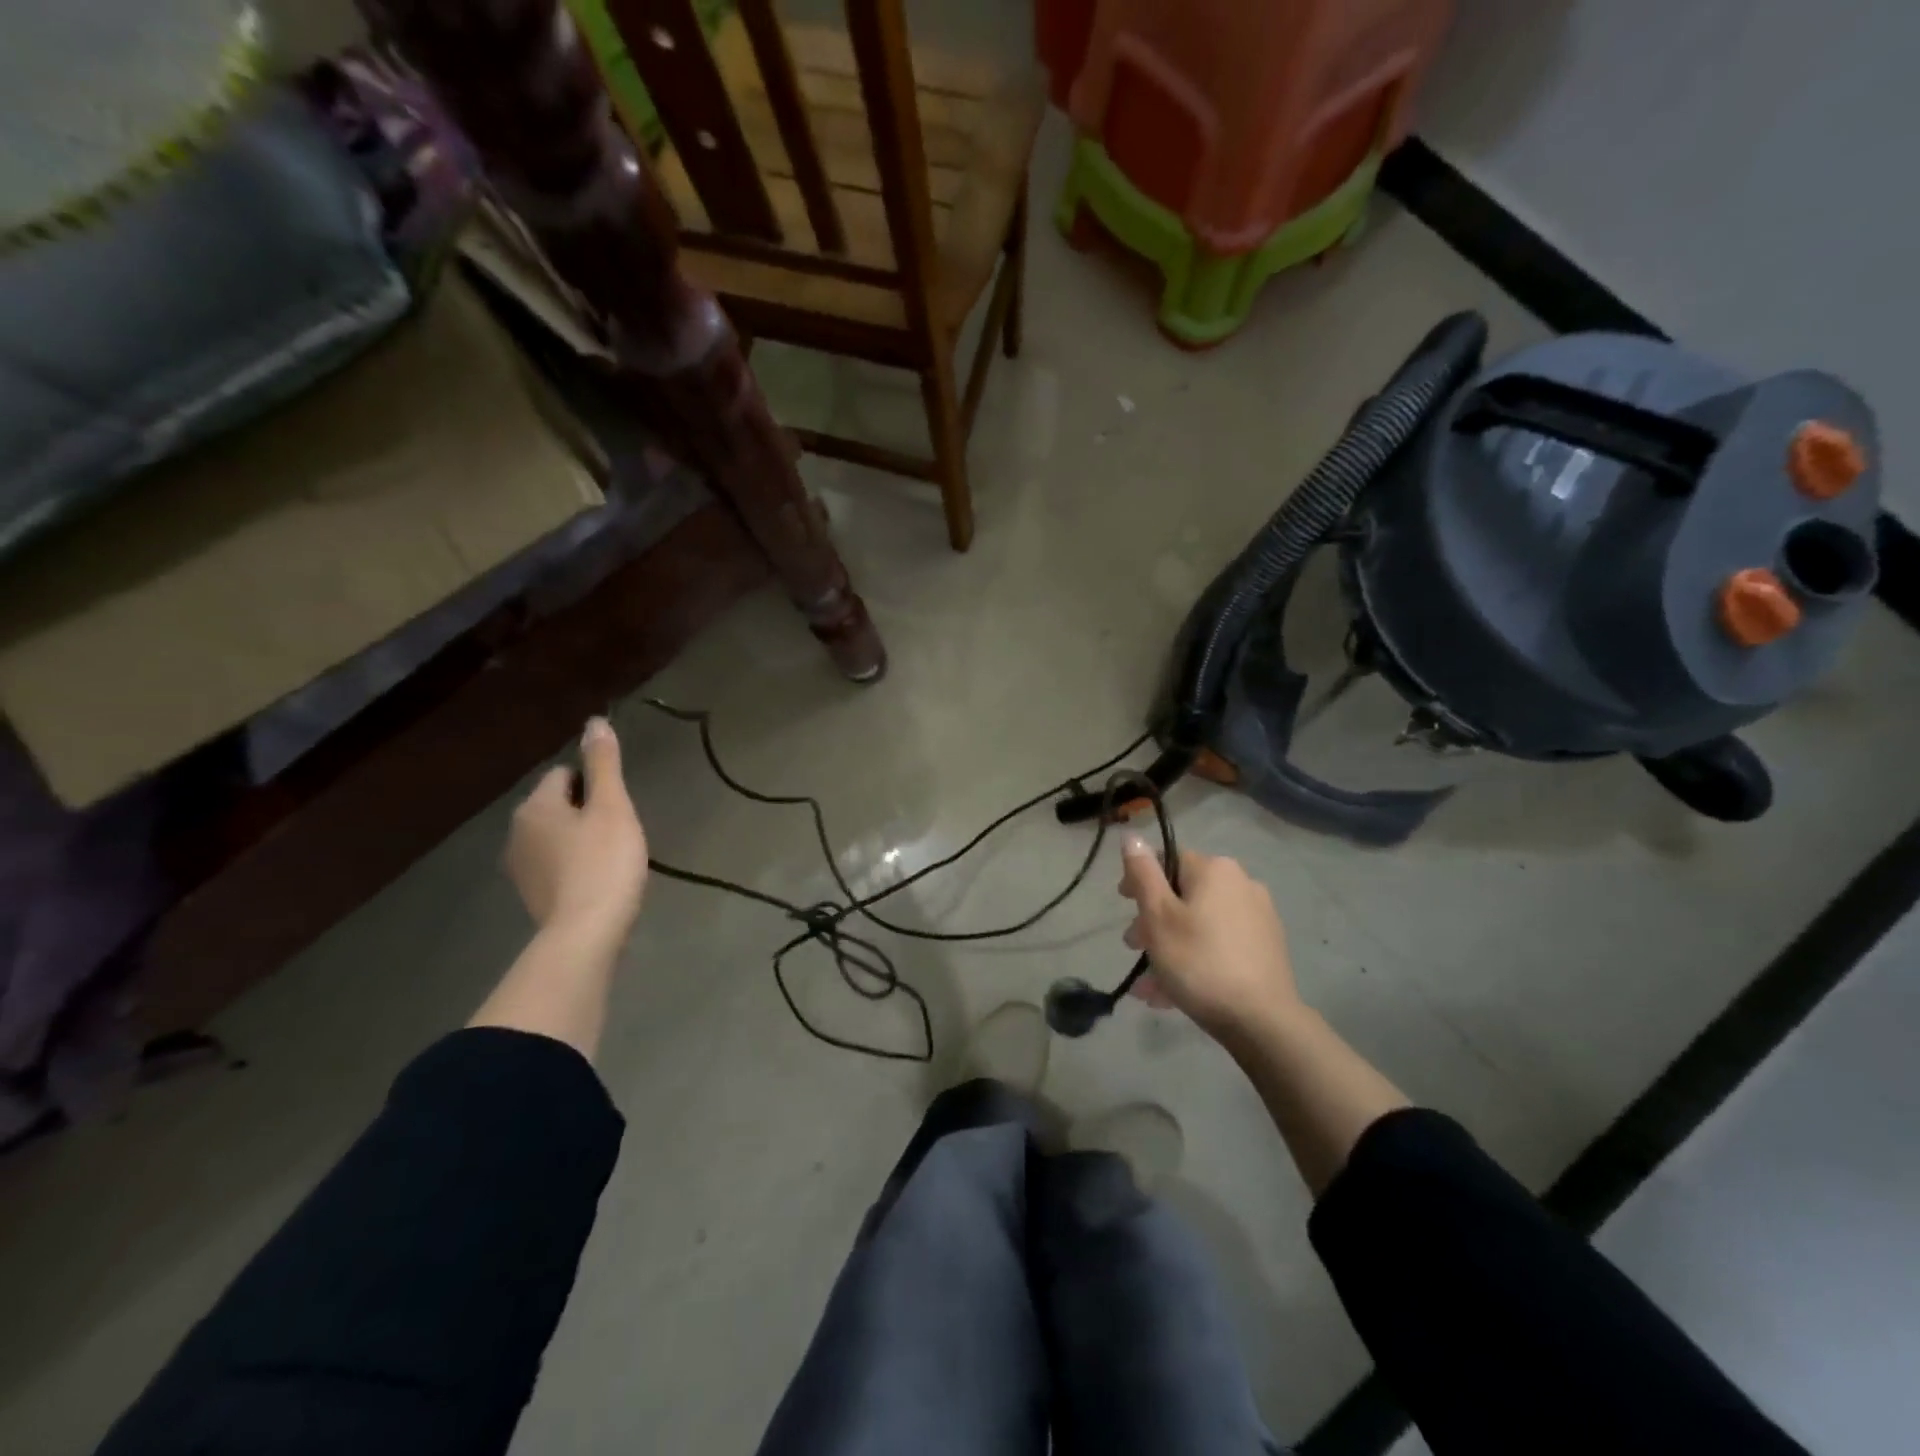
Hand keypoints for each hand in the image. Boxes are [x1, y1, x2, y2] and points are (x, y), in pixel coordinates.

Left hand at [507, 717, 647, 948]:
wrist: (586, 932)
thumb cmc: (604, 862)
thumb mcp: (612, 807)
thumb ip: (604, 764)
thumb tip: (594, 722)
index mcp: (535, 806)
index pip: (564, 775)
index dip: (596, 786)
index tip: (618, 809)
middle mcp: (517, 832)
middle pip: (559, 805)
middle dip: (587, 812)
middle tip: (619, 833)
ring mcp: (520, 866)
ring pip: (556, 835)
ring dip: (580, 839)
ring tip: (611, 858)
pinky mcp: (531, 893)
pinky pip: (555, 863)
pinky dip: (574, 865)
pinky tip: (596, 880)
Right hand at [1119, 837, 1300, 1037]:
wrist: (1261, 1020)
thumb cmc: (1198, 961)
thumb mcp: (1158, 916)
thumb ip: (1143, 873)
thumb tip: (1133, 836)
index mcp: (1214, 869)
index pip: (1167, 859)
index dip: (1140, 880)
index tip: (1124, 906)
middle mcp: (1241, 883)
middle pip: (1184, 894)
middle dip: (1154, 920)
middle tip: (1133, 948)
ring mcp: (1258, 916)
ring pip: (1199, 923)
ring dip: (1170, 946)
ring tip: (1150, 983)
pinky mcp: (1266, 947)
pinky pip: (1219, 943)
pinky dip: (1196, 958)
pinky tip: (1175, 991)